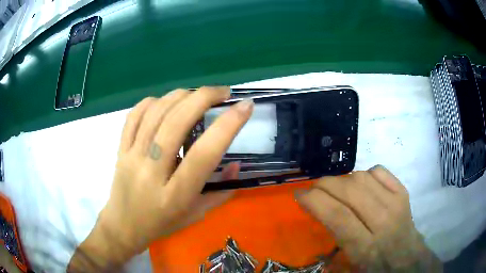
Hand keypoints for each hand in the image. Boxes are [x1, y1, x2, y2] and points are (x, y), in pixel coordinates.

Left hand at [68, 87, 253, 271]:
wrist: (123, 226)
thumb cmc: (161, 224)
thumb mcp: (196, 215)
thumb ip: (220, 192)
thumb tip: (236, 165)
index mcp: (175, 195)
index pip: (204, 154)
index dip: (228, 126)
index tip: (245, 106)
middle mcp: (151, 172)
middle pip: (176, 123)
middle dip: (204, 98)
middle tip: (223, 92)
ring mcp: (131, 157)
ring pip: (155, 114)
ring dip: (180, 95)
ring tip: (198, 94)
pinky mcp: (120, 150)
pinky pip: (134, 116)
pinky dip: (152, 102)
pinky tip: (165, 101)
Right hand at [297, 165, 441, 271]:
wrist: (408, 260)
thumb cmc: (376, 268)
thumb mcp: (350, 267)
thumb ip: (333, 244)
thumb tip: (317, 212)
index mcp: (366, 248)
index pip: (338, 217)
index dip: (315, 201)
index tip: (299, 195)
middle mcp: (383, 222)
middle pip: (350, 191)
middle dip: (325, 184)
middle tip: (314, 189)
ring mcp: (396, 203)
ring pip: (363, 178)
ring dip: (343, 180)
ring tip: (336, 189)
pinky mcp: (403, 192)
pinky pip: (379, 171)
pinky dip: (364, 173)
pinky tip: (360, 185)